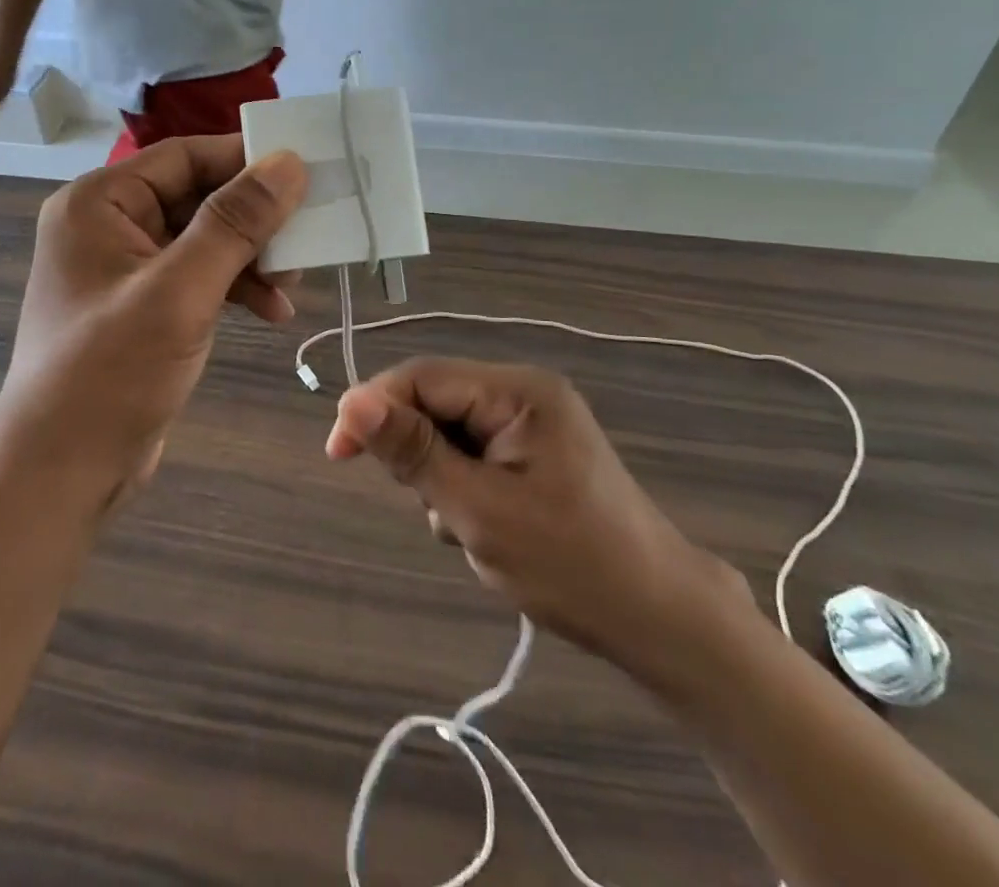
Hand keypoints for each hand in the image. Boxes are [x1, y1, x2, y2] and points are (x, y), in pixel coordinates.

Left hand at [0, 135, 307, 508]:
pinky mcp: (142, 304)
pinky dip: (235, 286)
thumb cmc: (111, 372)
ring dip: (251, 257)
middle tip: (309, 235)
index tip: (307, 171)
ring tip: (295, 283)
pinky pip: (197, 274)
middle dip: (254, 219)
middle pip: (197, 196)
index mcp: (99, 201)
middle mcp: (107, 223)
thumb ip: (236, 222)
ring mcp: (125, 266)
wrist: (61, 472)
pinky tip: (272, 311)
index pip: (185, 156)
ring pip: (204, 237)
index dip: (246, 159)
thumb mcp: (181, 290)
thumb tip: (289, 162)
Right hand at [324, 358, 745, 681]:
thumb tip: (351, 401)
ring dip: (442, 481)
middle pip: (434, 403)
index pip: (423, 377)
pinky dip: (464, 490)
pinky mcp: (534, 453)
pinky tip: (491, 529)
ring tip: (476, 530)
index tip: (338, 454)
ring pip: (448, 434)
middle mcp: (524, 392)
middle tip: (439, 510)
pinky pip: (472, 455)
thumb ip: (413, 451)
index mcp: (518, 391)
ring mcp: (532, 423)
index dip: (373, 407)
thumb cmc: (571, 565)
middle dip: (419, 456)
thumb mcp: (478, 510)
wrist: (661, 621)